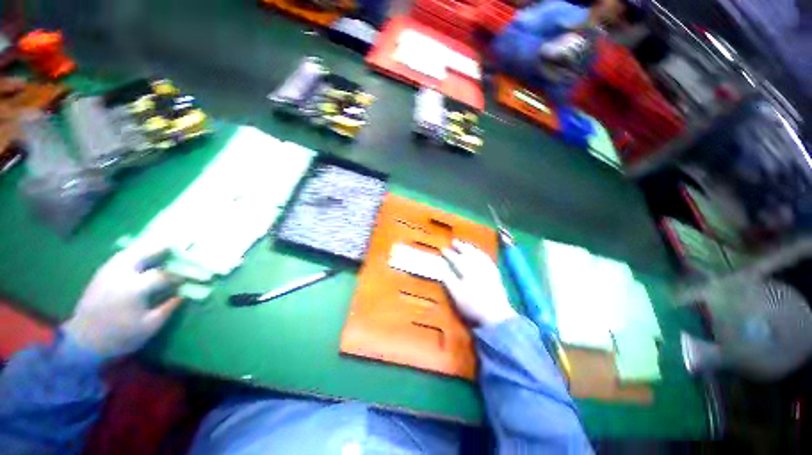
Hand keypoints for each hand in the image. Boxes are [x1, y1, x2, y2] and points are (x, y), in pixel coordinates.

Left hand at [62, 244, 182, 358]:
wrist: (83, 342)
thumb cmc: (120, 336)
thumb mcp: (149, 326)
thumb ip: (168, 308)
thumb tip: (183, 294)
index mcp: (134, 288)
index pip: (164, 275)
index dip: (180, 275)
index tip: (192, 276)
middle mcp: (121, 275)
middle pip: (144, 253)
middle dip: (163, 247)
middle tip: (179, 243)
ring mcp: (108, 273)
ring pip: (130, 252)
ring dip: (148, 247)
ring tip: (162, 245)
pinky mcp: (101, 275)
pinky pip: (121, 257)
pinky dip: (134, 252)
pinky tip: (141, 255)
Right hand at [442, 239, 516, 326]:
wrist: (497, 316)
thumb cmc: (473, 306)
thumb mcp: (457, 294)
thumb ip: (448, 279)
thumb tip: (441, 266)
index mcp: (468, 271)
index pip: (456, 259)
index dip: (449, 254)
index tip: (442, 248)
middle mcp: (479, 267)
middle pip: (469, 253)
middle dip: (461, 246)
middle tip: (454, 241)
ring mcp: (488, 270)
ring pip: (479, 254)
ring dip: (471, 248)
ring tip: (466, 245)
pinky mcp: (495, 274)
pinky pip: (488, 259)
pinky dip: (482, 254)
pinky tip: (480, 254)